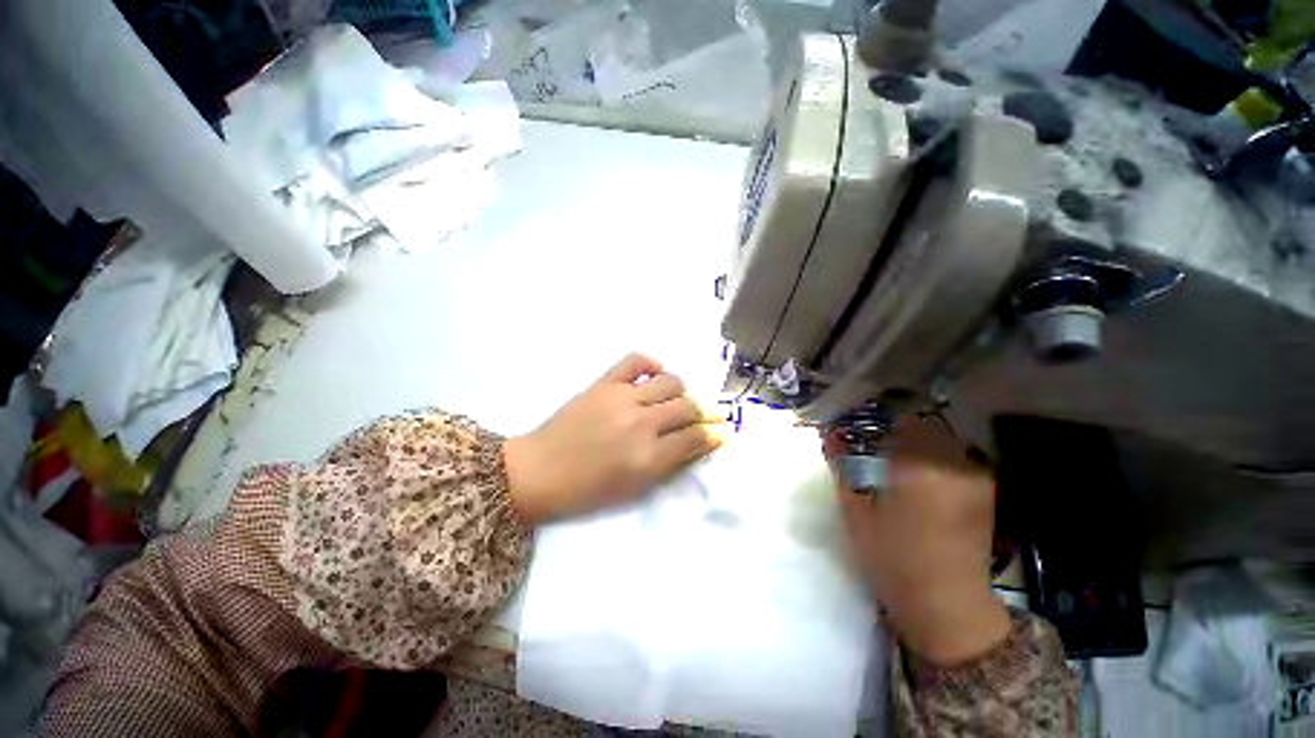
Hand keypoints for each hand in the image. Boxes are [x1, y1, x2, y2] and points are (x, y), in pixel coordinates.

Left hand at [504, 353, 725, 524]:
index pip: (695, 437)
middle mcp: (641, 422)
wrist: (539, 471)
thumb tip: (699, 442)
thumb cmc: (588, 490)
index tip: (722, 431)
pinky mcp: (604, 383)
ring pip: (670, 381)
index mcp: (648, 456)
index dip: (713, 434)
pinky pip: (635, 360)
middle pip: (687, 406)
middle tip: (702, 416)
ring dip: (681, 390)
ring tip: (676, 399)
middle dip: (703, 412)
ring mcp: (622, 398)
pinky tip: (654, 375)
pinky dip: (651, 364)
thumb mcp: (635, 487)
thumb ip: (670, 462)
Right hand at [828, 416, 1010, 665]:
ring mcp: (975, 476)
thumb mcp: (856, 512)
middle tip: (878, 450)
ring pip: (942, 440)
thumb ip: (842, 467)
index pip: (900, 420)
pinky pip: (957, 457)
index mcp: (918, 466)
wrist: (947, 603)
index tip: (863, 433)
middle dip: (899, 432)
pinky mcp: (986, 490)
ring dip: (920, 444)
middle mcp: (953, 463)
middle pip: (924, 426)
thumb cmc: (893, 558)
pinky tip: (924, 481)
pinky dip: (938, 458)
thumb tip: (829, 436)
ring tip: (900, 466)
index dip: (879, 423)